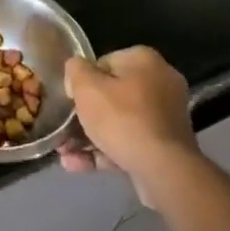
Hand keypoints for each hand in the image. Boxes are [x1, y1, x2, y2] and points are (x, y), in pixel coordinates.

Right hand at [58, 47, 196, 201]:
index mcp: (144, 61)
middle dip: (83, 116)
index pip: (103, 63)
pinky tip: (76, 164)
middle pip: (111, 95)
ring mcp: (165, 116)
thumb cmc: (122, 119)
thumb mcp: (86, 87)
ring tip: (64, 153)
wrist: (164, 169)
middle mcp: (160, 83)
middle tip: (62, 129)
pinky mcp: (166, 145)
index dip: (82, 82)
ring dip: (89, 137)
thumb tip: (76, 70)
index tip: (71, 100)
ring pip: (119, 122)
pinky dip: (105, 151)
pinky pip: (130, 141)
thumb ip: (75, 70)